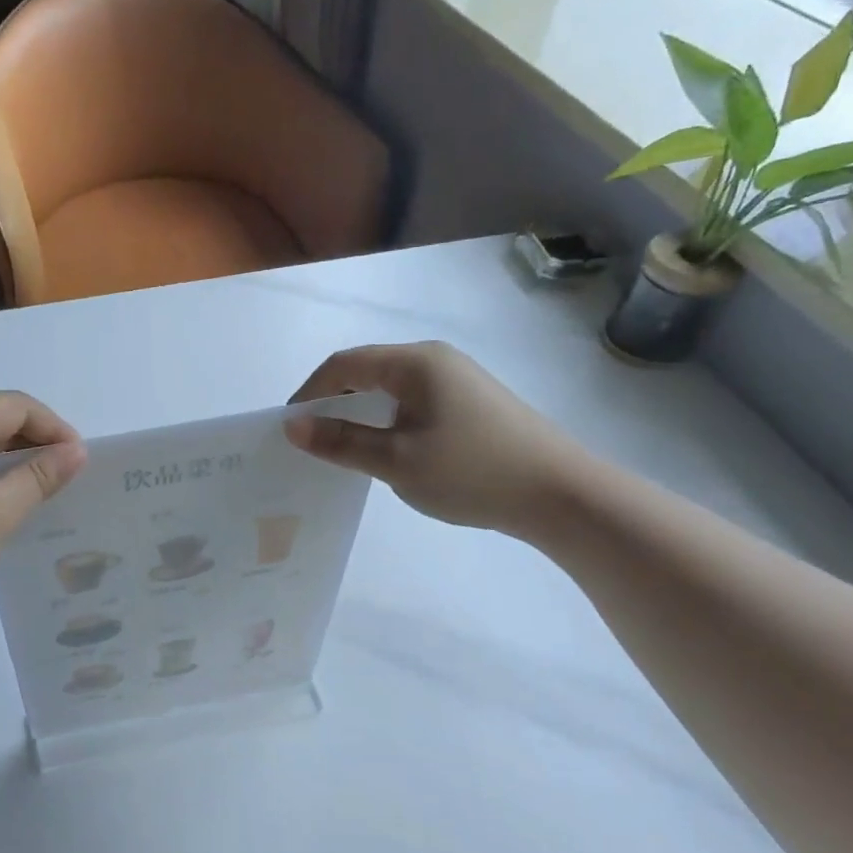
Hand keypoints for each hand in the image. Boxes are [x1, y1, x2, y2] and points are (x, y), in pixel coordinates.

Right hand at [285, 342, 583, 533]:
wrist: (561, 494)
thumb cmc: (471, 472)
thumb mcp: (396, 461)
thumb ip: (341, 441)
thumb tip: (292, 426)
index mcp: (414, 362)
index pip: (344, 364)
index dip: (310, 392)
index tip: (290, 428)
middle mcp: (435, 359)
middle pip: (367, 370)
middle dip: (333, 400)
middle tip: (312, 439)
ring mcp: (457, 378)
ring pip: (390, 386)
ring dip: (360, 411)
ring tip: (344, 446)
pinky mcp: (471, 400)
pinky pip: (413, 399)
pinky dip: (387, 418)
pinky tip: (388, 447)